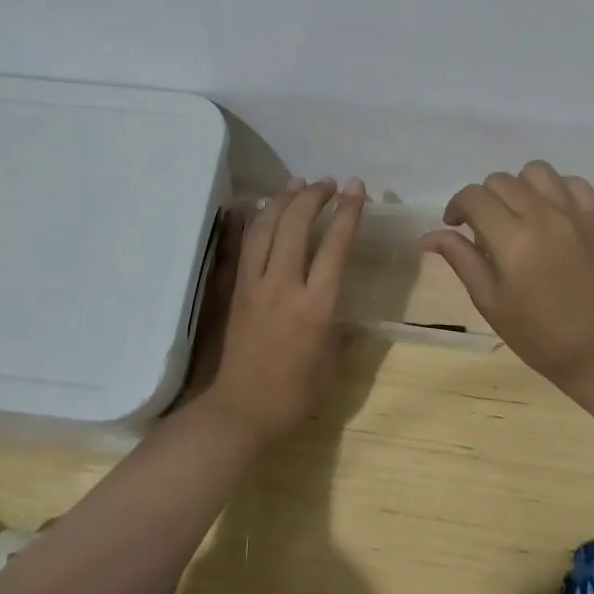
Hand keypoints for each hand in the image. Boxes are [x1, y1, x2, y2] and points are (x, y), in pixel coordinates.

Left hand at [197, 176, 365, 442]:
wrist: (241, 410)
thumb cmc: (295, 393)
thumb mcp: (333, 364)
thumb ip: (344, 333)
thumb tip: (353, 318)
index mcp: (317, 306)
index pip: (335, 246)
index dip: (347, 212)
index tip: (356, 188)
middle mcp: (285, 286)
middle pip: (297, 225)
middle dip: (314, 196)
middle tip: (329, 183)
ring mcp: (256, 284)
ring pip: (268, 228)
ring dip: (284, 200)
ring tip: (299, 182)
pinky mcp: (238, 288)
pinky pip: (248, 244)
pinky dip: (259, 220)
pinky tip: (266, 208)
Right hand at [420, 161, 593, 386]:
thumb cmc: (536, 333)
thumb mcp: (489, 300)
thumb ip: (461, 259)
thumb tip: (428, 236)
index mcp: (512, 239)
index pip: (473, 197)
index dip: (457, 206)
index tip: (456, 226)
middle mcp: (543, 216)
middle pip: (501, 180)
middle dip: (484, 198)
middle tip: (486, 228)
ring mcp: (574, 214)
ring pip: (536, 171)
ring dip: (519, 186)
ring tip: (519, 213)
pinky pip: (573, 182)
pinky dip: (557, 190)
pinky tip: (550, 213)